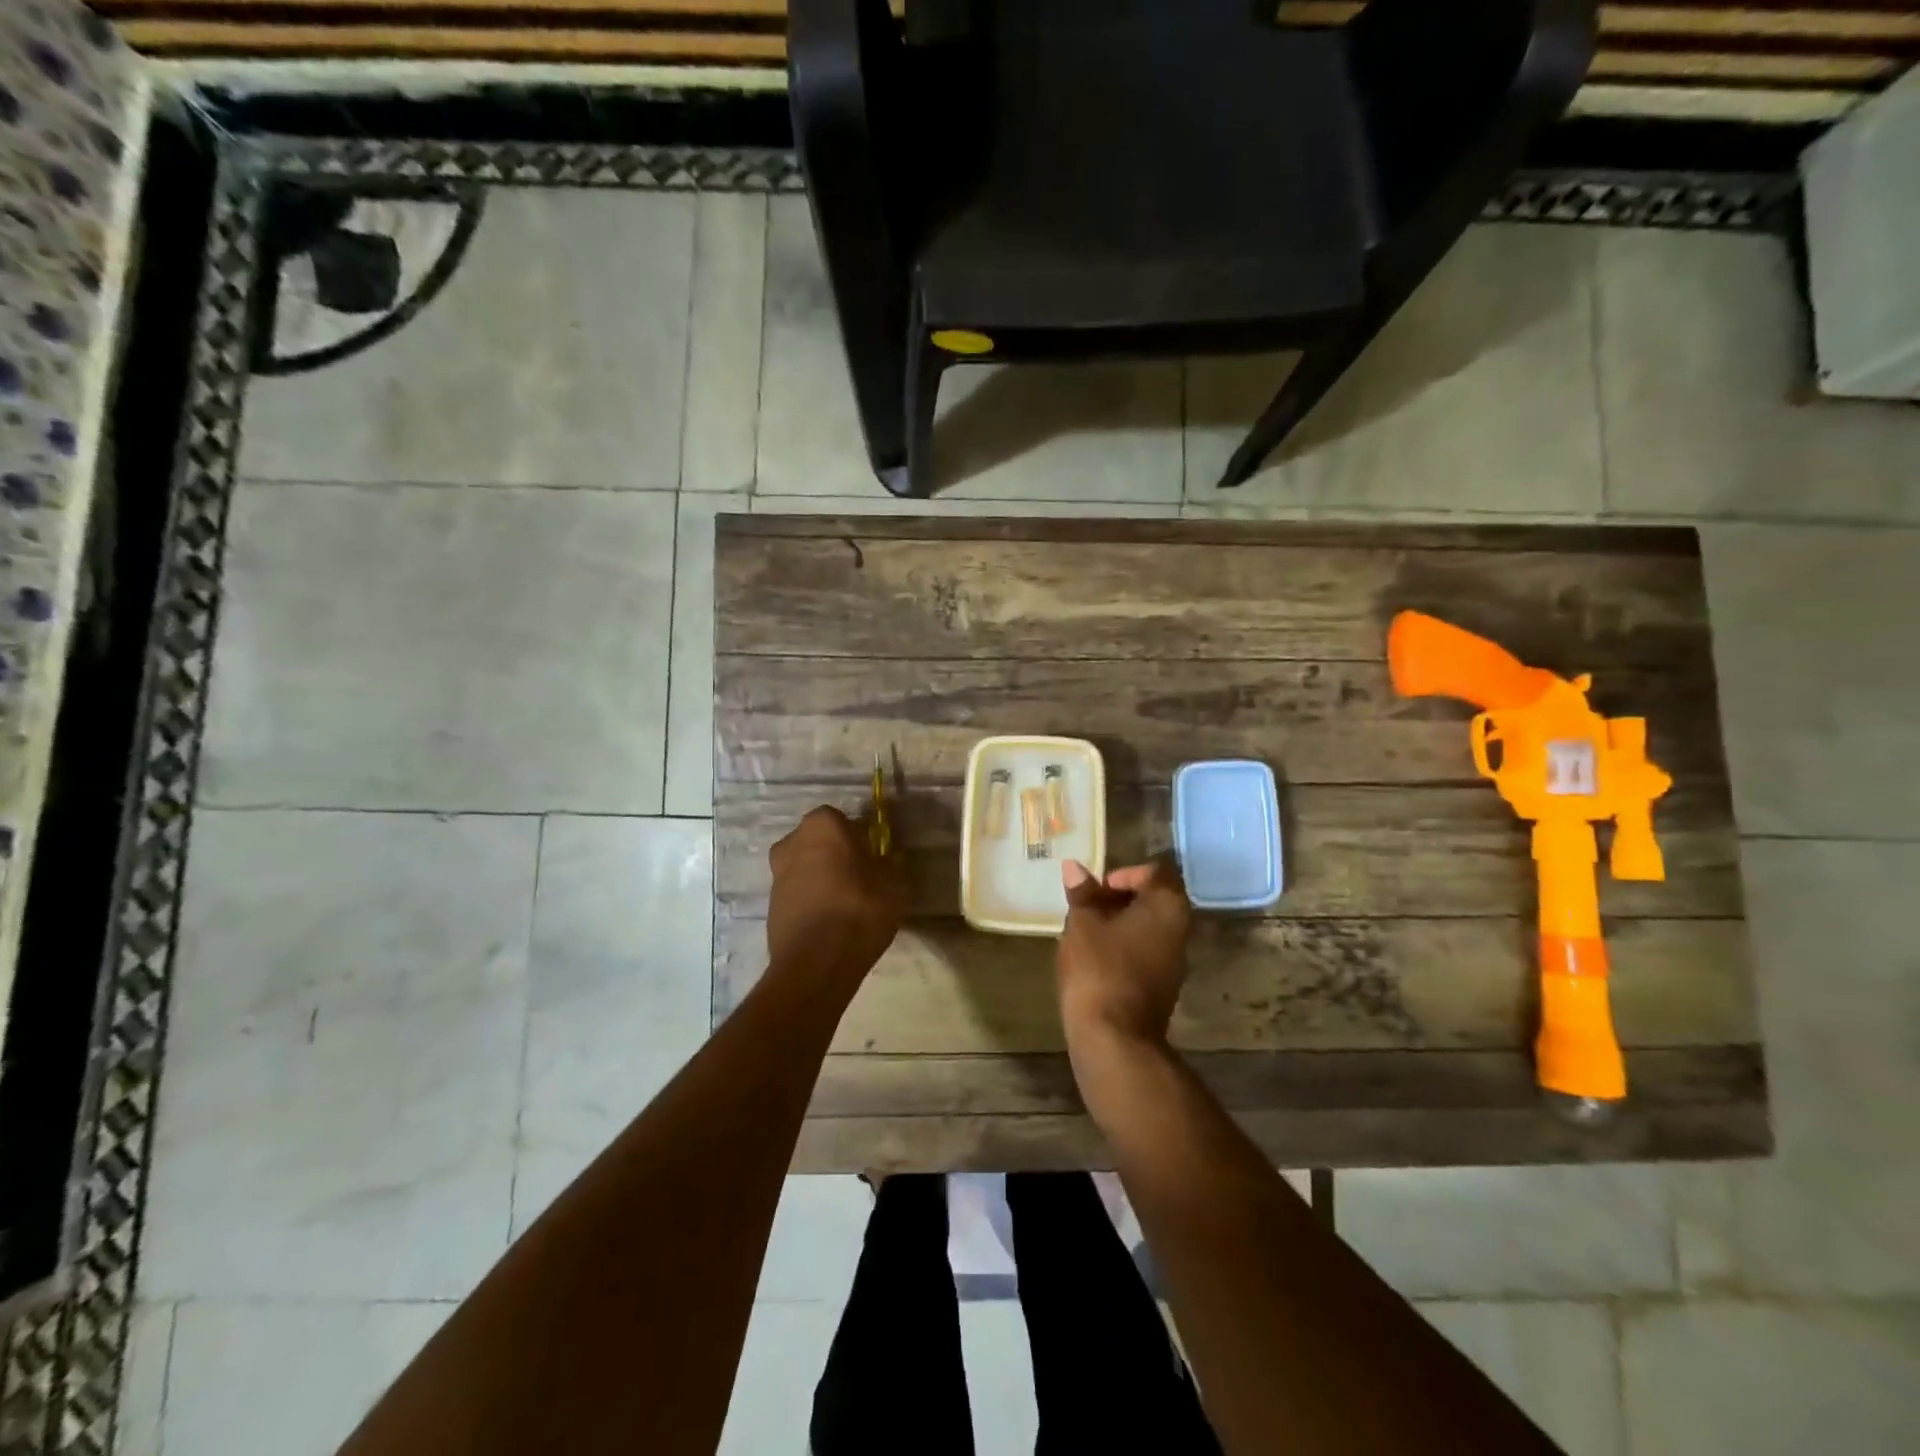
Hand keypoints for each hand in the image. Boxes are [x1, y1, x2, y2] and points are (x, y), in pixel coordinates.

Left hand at [766, 806, 905, 986]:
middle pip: (821, 843)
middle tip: (862, 880)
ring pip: (807, 868)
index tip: (874, 858)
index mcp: (822, 825)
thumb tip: (886, 859)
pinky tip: (831, 924)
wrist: (816, 963)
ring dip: (823, 880)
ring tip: (847, 907)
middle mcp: (792, 842)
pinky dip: (812, 903)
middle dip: (837, 856)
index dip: (860, 838)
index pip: (843, 820)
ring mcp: (777, 875)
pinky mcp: (770, 906)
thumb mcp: (896, 882)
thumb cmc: (860, 908)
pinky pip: (799, 895)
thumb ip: (891, 862)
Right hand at [1056, 858, 1192, 1054]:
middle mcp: (1180, 929)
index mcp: (1168, 906)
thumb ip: (1082, 893)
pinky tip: (1095, 957)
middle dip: (1118, 899)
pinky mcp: (1163, 985)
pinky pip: (1145, 951)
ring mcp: (1175, 960)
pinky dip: (1123, 946)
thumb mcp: (1082, 923)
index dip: (1123, 874)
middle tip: (1086, 908)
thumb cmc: (1099, 968)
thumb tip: (1074, 867)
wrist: (1114, 1037)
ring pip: (1148, 927)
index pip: (1154, 872)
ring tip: (1085, 931)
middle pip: (1153, 899)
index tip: (1095, 889)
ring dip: (1119, 923)